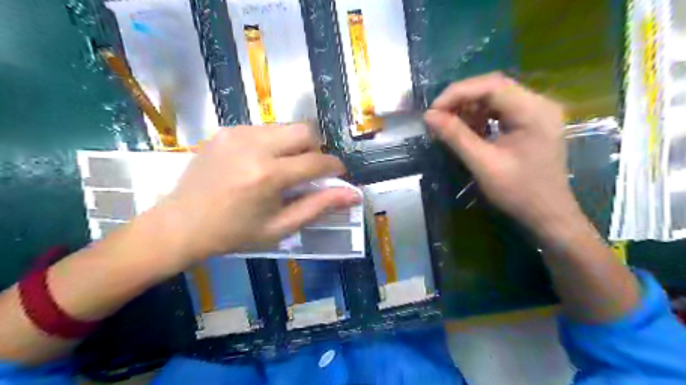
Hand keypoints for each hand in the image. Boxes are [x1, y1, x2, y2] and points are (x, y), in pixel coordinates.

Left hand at [155, 124, 359, 263]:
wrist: (181, 224)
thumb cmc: (234, 233)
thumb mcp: (281, 227)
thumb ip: (319, 206)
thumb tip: (353, 195)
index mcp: (269, 175)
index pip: (318, 161)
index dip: (334, 167)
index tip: (336, 176)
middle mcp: (255, 146)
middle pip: (305, 130)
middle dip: (315, 148)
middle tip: (308, 170)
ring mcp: (238, 133)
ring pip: (286, 127)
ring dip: (294, 145)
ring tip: (282, 168)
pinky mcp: (226, 130)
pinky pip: (264, 129)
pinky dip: (273, 143)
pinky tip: (259, 163)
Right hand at [427, 72, 574, 234]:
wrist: (548, 216)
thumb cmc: (519, 193)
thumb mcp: (483, 164)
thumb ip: (456, 137)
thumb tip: (429, 116)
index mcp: (534, 111)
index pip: (491, 85)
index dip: (457, 93)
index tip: (433, 111)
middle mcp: (539, 104)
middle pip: (494, 87)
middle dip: (462, 100)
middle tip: (438, 117)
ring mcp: (537, 113)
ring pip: (495, 98)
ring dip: (469, 108)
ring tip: (450, 125)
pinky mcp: (531, 123)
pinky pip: (501, 111)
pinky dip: (480, 117)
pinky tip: (468, 131)